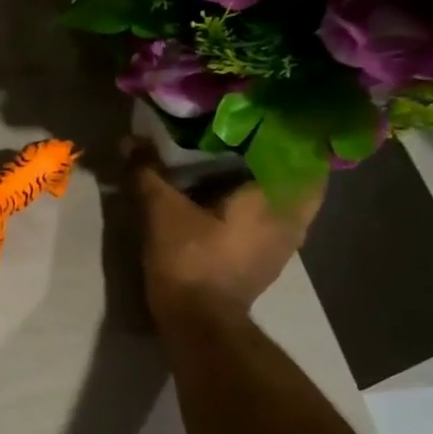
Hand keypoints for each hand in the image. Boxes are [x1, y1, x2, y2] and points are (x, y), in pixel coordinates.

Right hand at [123, 138, 321, 322]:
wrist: (199, 322)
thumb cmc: (190, 259)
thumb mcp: (161, 210)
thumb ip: (148, 172)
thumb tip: (130, 140)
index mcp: (275, 196)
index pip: (303, 152)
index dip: (290, 129)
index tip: (269, 111)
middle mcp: (291, 217)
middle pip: (301, 175)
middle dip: (282, 153)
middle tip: (252, 132)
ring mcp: (286, 243)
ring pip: (290, 200)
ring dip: (273, 181)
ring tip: (242, 160)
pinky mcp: (270, 260)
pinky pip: (276, 218)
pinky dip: (262, 203)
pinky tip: (234, 196)